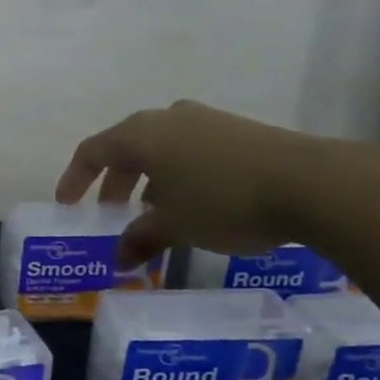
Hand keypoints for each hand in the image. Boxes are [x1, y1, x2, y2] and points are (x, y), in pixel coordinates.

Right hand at [55, 100, 336, 266]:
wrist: (312, 182)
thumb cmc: (224, 200)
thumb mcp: (175, 226)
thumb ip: (141, 239)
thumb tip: (119, 260)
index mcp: (141, 134)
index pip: (92, 151)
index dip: (74, 179)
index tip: (67, 206)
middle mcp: (168, 119)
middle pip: (126, 148)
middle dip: (114, 183)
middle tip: (111, 214)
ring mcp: (205, 121)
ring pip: (161, 149)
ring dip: (148, 181)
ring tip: (153, 214)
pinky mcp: (238, 131)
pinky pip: (191, 151)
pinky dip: (178, 176)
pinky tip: (194, 204)